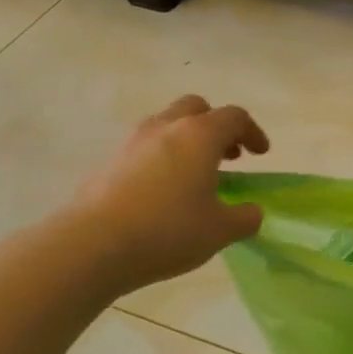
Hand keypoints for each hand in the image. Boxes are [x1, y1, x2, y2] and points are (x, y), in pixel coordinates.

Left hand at [64, 96, 270, 294]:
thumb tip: (250, 211)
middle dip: (217, 126)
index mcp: (200, 135)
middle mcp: (166, 127)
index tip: (260, 154)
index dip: (253, 132)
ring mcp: (132, 141)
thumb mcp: (221, 231)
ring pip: (167, 124)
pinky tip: (163, 192)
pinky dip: (162, 158)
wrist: (92, 245)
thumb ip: (245, 217)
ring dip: (187, 140)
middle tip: (228, 156)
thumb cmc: (168, 231)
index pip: (234, 117)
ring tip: (196, 175)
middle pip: (197, 108)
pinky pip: (145, 147)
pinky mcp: (109, 161)